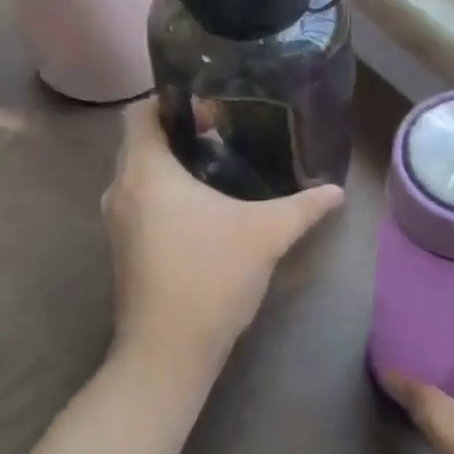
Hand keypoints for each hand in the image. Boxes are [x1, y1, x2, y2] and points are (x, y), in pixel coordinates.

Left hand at [102, 98, 344, 382]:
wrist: (166, 353)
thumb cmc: (210, 277)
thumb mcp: (266, 234)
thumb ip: (303, 207)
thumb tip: (337, 190)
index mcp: (145, 171)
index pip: (139, 112)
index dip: (170, 100)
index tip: (209, 105)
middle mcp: (120, 189)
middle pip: (140, 141)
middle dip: (179, 132)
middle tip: (224, 132)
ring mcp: (116, 222)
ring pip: (140, 174)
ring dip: (172, 165)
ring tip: (220, 166)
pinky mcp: (122, 248)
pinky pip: (140, 201)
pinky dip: (165, 193)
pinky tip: (205, 208)